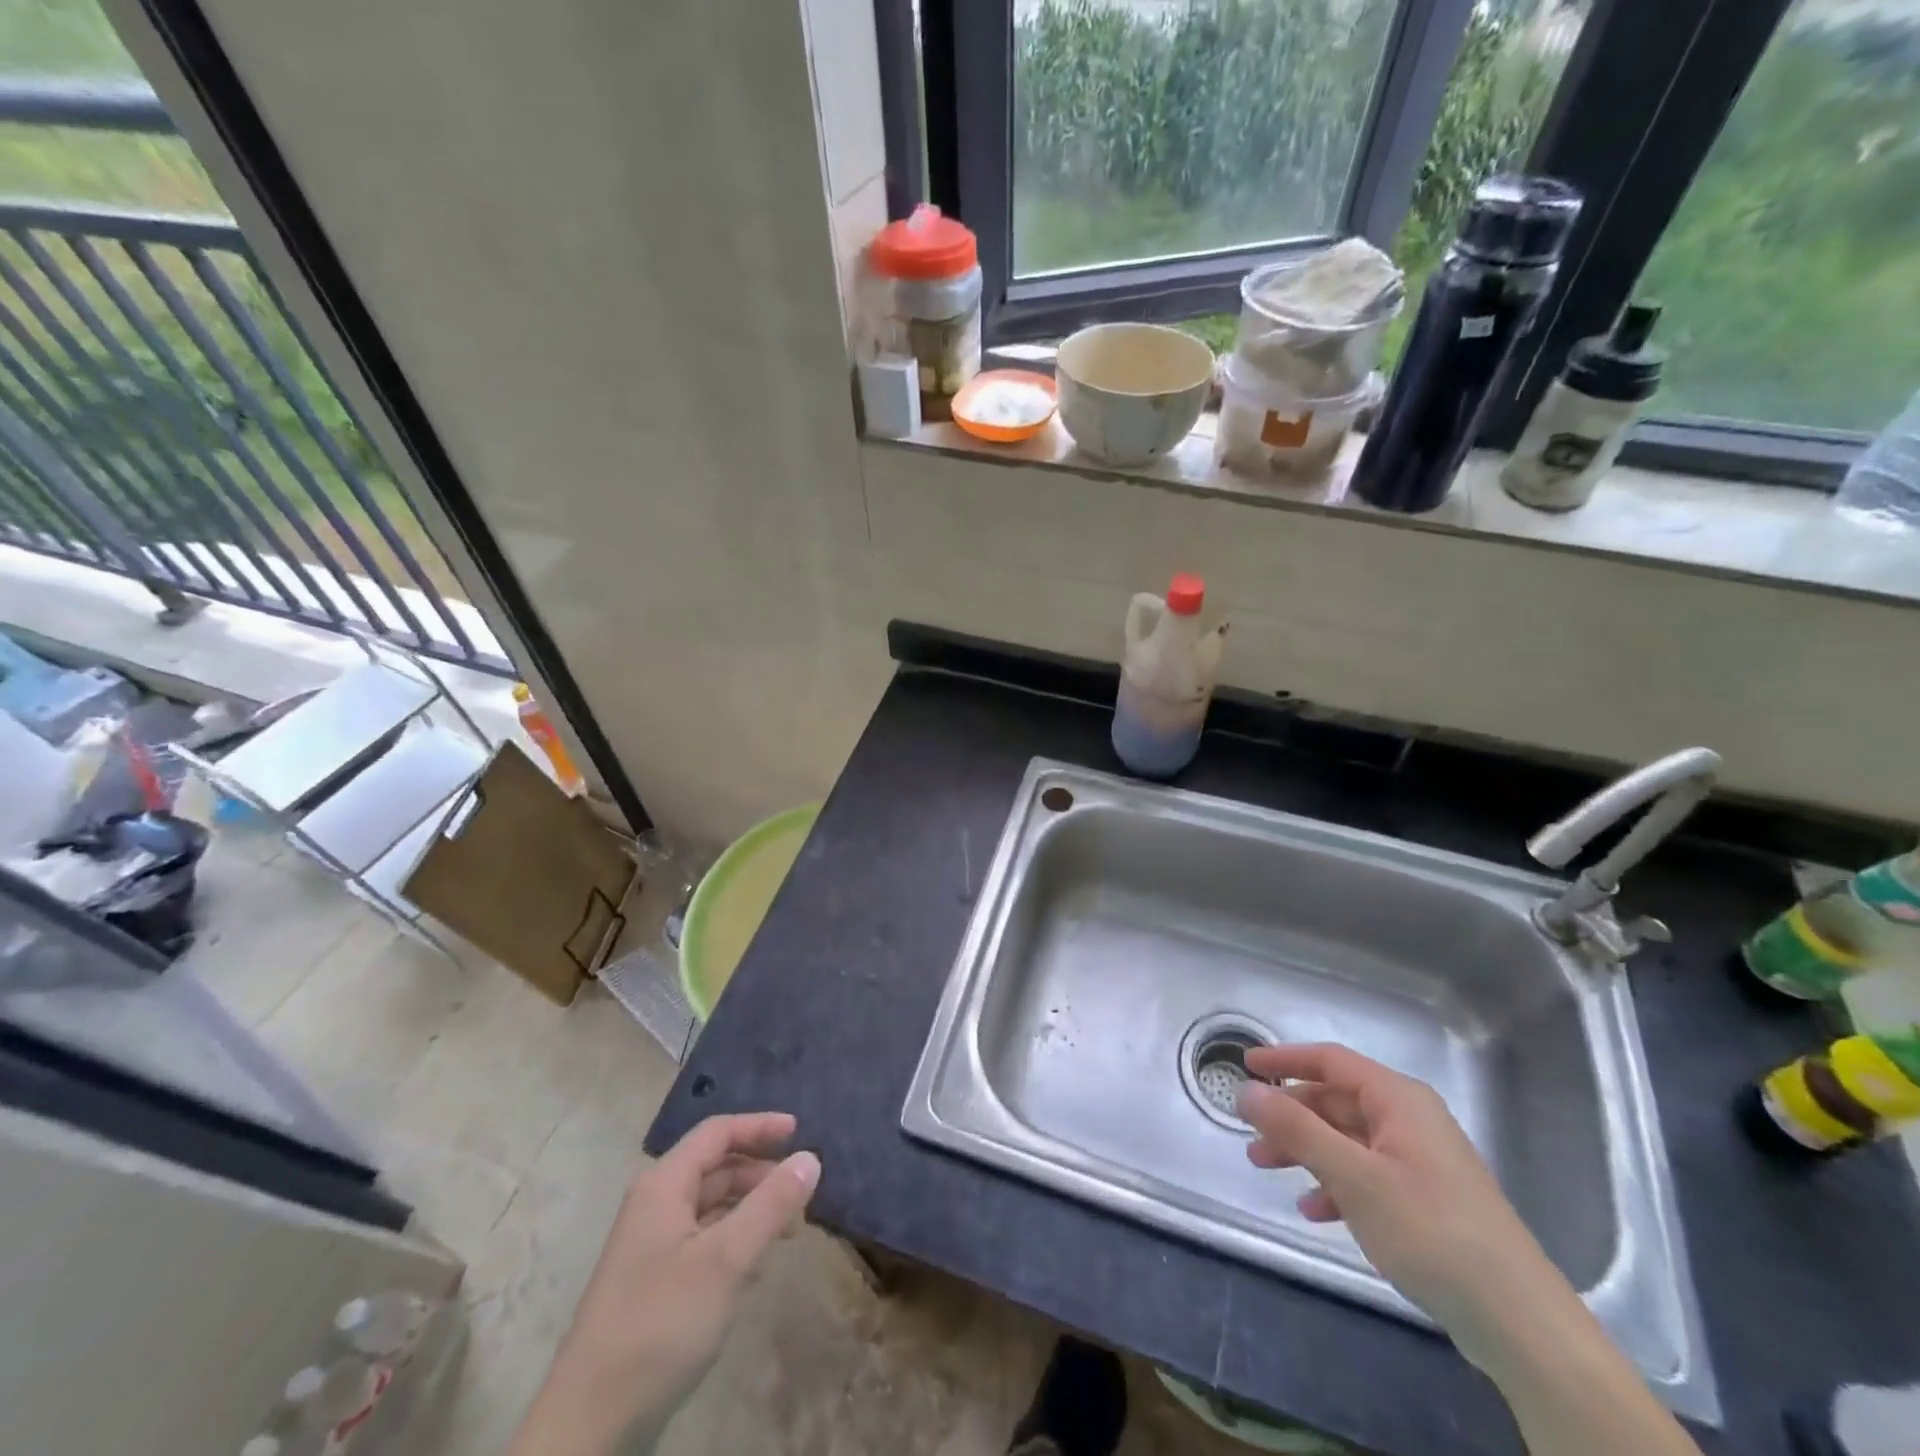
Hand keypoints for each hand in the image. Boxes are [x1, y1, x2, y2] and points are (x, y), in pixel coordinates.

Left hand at [508, 1112, 819, 1455]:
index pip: (717, 1132)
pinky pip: (703, 1240)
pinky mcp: (653, 1283)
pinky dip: (734, 1239)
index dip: (760, 1126)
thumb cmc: (660, 1325)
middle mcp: (654, 1205)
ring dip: (751, 1208)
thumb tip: (810, 1158)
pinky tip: (757, 1267)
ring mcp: (651, 1246)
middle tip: (802, 1191)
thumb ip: (771, 1205)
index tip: (800, 1131)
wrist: (590, 1426)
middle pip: (715, 1167)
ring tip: (790, 1229)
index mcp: (664, 1185)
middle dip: (760, 1172)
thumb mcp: (726, 1260)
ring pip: (710, 1206)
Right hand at [1235, 1044, 1572, 1362]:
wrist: (1521, 1324)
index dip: (1285, 1059)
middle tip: (1249, 1135)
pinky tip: (1317, 1212)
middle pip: (1336, 1101)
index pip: (1330, 1060)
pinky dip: (1337, 1185)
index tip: (1244, 1066)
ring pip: (1348, 1140)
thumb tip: (1245, 1089)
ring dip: (1306, 1151)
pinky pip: (1368, 1176)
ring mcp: (1422, 1161)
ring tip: (1268, 1170)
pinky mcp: (1429, 1201)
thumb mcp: (1352, 1176)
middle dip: (1289, 1116)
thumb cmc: (1430, 1232)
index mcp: (1399, 1100)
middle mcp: (1411, 1120)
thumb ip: (1295, 1128)